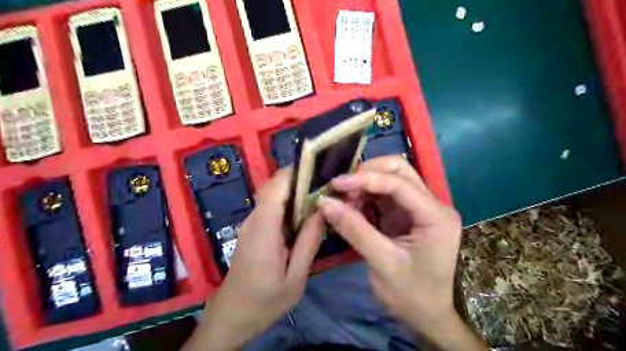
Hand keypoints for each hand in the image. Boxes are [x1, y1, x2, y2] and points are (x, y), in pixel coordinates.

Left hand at [184, 169, 324, 350]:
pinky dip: (289, 204)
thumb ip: (309, 242)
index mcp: (264, 229)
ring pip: (273, 195)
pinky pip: (272, 208)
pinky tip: (306, 213)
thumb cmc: (264, 300)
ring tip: (321, 194)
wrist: (232, 315)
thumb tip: (323, 210)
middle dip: (299, 179)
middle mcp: (254, 219)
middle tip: (326, 183)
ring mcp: (252, 223)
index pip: (274, 188)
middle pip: (273, 187)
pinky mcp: (253, 229)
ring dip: (295, 191)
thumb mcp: (295, 277)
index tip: (318, 169)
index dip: (294, 172)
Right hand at [315, 157, 486, 350]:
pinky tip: (352, 207)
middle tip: (342, 189)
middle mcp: (431, 204)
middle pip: (399, 170)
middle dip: (367, 174)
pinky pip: (385, 196)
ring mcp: (419, 208)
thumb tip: (325, 203)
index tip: (335, 184)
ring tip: (343, 200)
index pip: (398, 183)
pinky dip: (366, 197)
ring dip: (365, 184)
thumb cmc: (413, 295)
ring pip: (391, 179)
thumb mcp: (383, 263)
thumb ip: (354, 229)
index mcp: (435, 215)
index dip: (365, 179)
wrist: (431, 317)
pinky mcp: (407, 215)